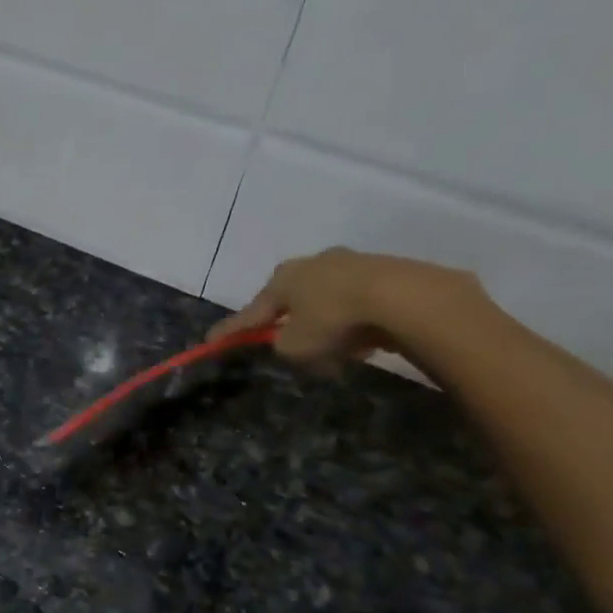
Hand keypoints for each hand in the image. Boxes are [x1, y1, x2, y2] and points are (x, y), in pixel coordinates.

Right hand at [207, 247, 475, 370]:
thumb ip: (282, 345)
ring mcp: (350, 263)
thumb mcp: (295, 345)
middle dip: (285, 320)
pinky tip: (363, 339)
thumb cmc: (333, 320)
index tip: (211, 341)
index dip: (231, 330)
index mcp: (282, 279)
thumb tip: (289, 340)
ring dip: (324, 321)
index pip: (250, 311)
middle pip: (290, 299)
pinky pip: (356, 301)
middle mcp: (311, 264)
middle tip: (284, 341)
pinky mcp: (384, 271)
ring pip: (326, 298)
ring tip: (334, 349)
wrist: (402, 297)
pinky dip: (352, 320)